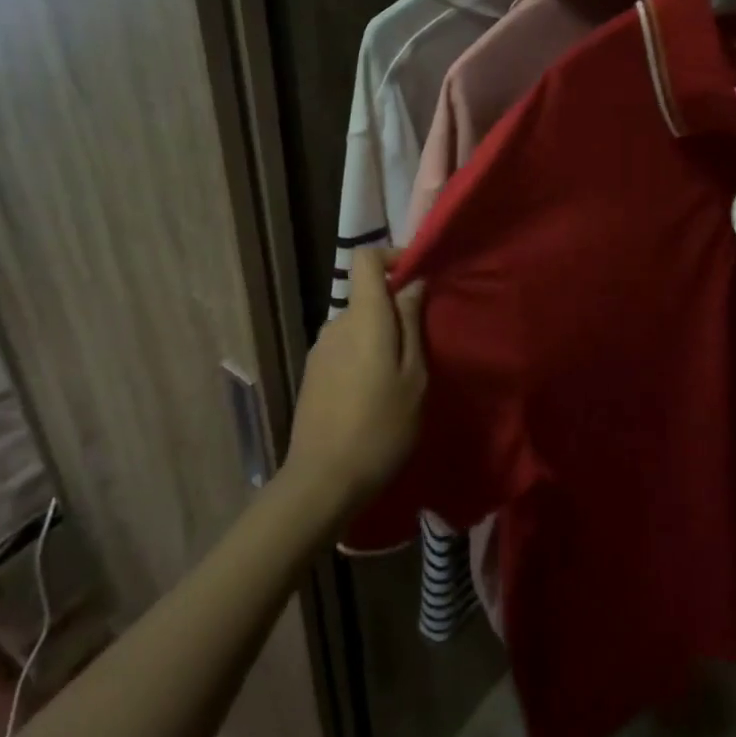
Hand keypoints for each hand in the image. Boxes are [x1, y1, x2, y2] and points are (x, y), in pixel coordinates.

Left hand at [283, 248, 426, 520]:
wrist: (323, 480)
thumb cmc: (381, 427)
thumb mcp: (413, 377)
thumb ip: (411, 324)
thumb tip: (412, 284)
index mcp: (363, 318)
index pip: (366, 259)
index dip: (392, 256)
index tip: (418, 276)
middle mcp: (335, 324)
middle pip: (366, 296)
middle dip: (395, 308)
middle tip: (423, 343)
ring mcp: (319, 349)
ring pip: (357, 325)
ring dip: (380, 337)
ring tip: (401, 375)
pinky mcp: (312, 373)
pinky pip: (344, 347)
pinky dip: (364, 355)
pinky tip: (374, 393)